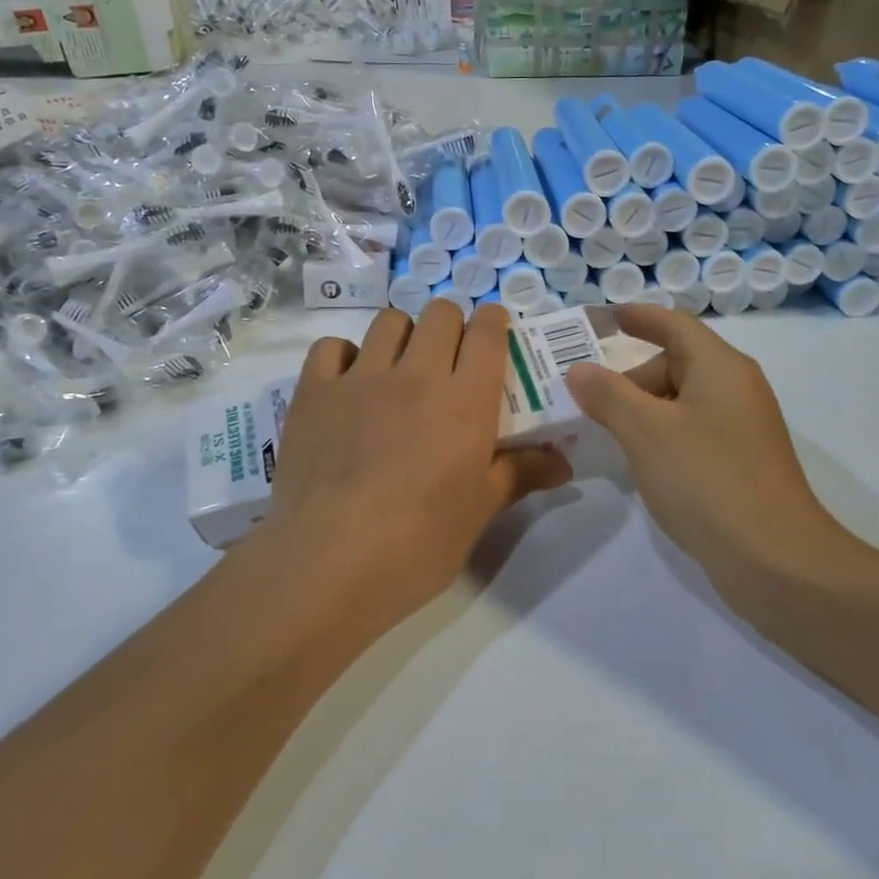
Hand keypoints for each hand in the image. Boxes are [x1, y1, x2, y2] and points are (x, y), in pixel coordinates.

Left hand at [255, 301, 570, 631]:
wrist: (329, 564)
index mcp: (464, 401)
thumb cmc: (419, 543)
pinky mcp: (313, 392)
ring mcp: (360, 379)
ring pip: (388, 321)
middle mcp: (415, 375)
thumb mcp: (479, 511)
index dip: (494, 321)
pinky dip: (344, 356)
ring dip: (402, 335)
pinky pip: (331, 347)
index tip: (494, 332)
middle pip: (439, 313)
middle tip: (448, 359)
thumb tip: (564, 464)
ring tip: (399, 368)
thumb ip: (520, 473)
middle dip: (451, 325)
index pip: (487, 332)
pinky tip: (347, 384)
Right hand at [565, 306, 859, 580]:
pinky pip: (693, 431)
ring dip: (643, 410)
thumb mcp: (646, 432)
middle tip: (589, 402)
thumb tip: (580, 370)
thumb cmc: (707, 481)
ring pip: (682, 401)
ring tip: (607, 432)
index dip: (639, 317)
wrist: (777, 561)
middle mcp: (736, 388)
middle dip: (630, 378)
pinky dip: (662, 435)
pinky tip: (641, 463)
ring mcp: (742, 427)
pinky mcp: (742, 462)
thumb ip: (608, 395)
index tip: (605, 317)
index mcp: (720, 367)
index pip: (674, 325)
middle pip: (675, 363)